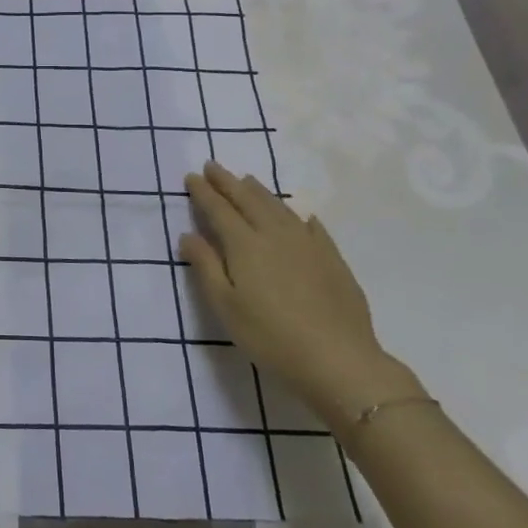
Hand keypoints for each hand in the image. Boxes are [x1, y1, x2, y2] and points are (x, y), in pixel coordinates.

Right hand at [181, 162, 422, 433]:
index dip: (204, 192)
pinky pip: (311, 225)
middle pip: (248, 199)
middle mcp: (275, 234)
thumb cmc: (270, 337)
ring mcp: (308, 244)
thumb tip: (188, 234)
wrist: (339, 360)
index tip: (191, 176)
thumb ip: (206, 266)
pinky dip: (298, 214)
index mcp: (245, 245)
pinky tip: (299, 214)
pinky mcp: (332, 259)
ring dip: (259, 191)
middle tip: (213, 166)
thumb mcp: (226, 306)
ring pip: (279, 207)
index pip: (219, 209)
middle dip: (228, 182)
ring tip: (247, 180)